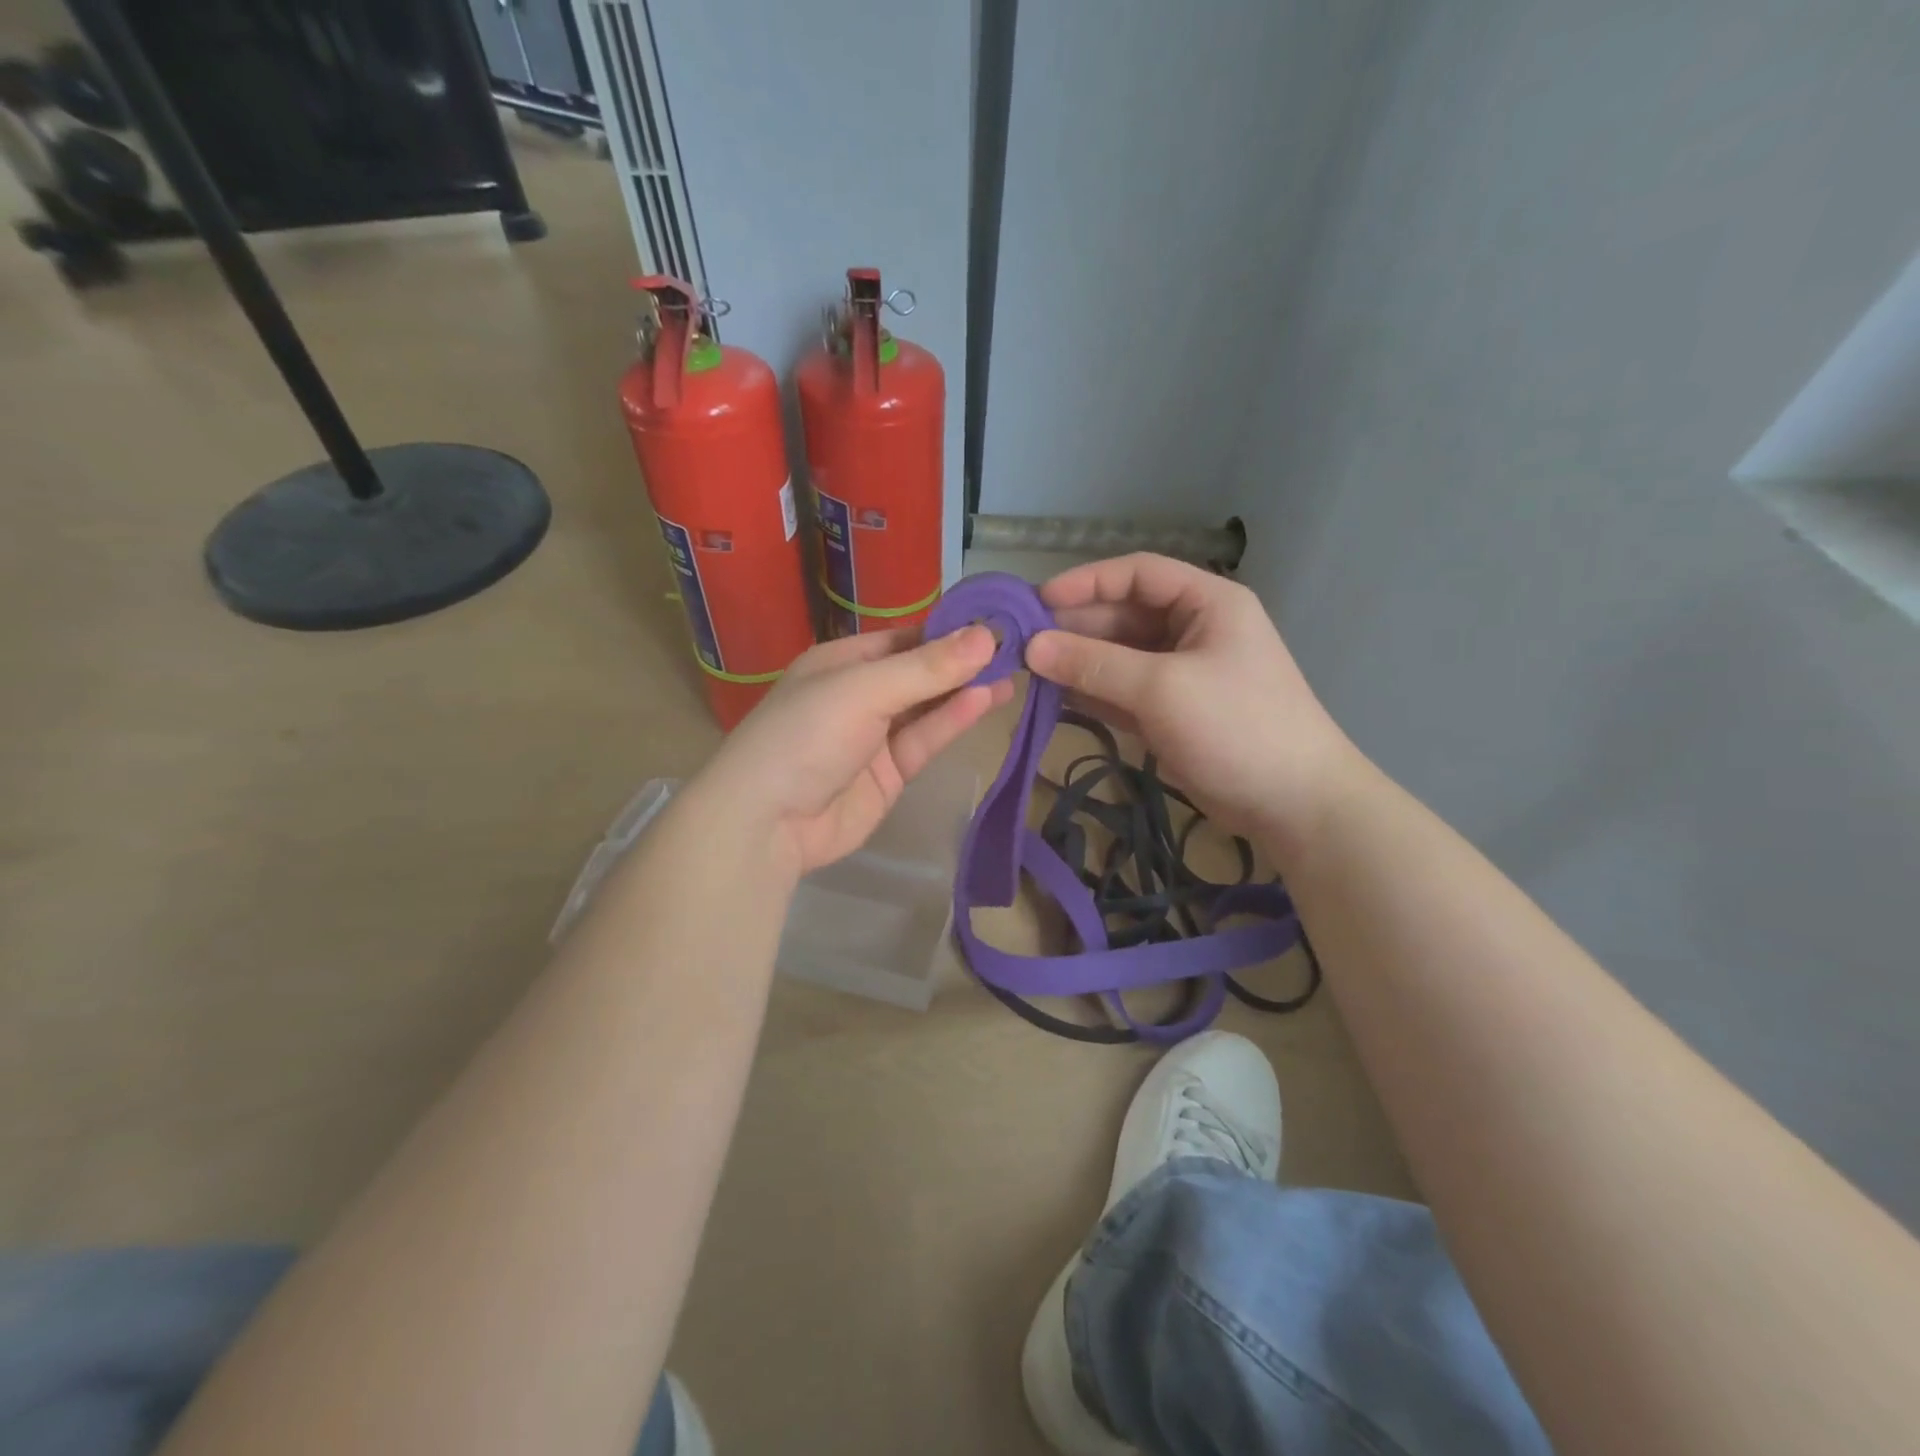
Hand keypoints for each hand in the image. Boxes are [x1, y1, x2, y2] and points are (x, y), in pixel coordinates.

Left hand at [696, 626, 1013, 875]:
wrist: (766, 824)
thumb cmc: (806, 736)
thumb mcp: (864, 691)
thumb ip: (927, 668)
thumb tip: (987, 635)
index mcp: (841, 662)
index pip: (904, 639)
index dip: (948, 631)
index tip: (996, 622)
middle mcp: (859, 695)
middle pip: (919, 673)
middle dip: (962, 662)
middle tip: (1016, 649)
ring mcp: (874, 737)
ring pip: (927, 708)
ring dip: (965, 691)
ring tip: (1014, 673)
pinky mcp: (889, 774)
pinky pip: (925, 740)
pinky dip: (953, 721)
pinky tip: (986, 700)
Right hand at [1025, 554, 1364, 865]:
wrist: (1293, 803)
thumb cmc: (1236, 727)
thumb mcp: (1162, 688)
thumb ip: (1093, 665)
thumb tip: (1031, 647)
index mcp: (1207, 602)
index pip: (1138, 573)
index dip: (1086, 582)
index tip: (1037, 601)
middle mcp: (1193, 629)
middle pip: (1124, 616)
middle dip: (1076, 628)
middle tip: (1023, 645)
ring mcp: (1181, 673)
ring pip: (1119, 656)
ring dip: (1079, 662)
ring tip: (1030, 673)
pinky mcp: (1171, 711)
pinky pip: (1122, 691)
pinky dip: (1092, 693)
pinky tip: (1055, 698)